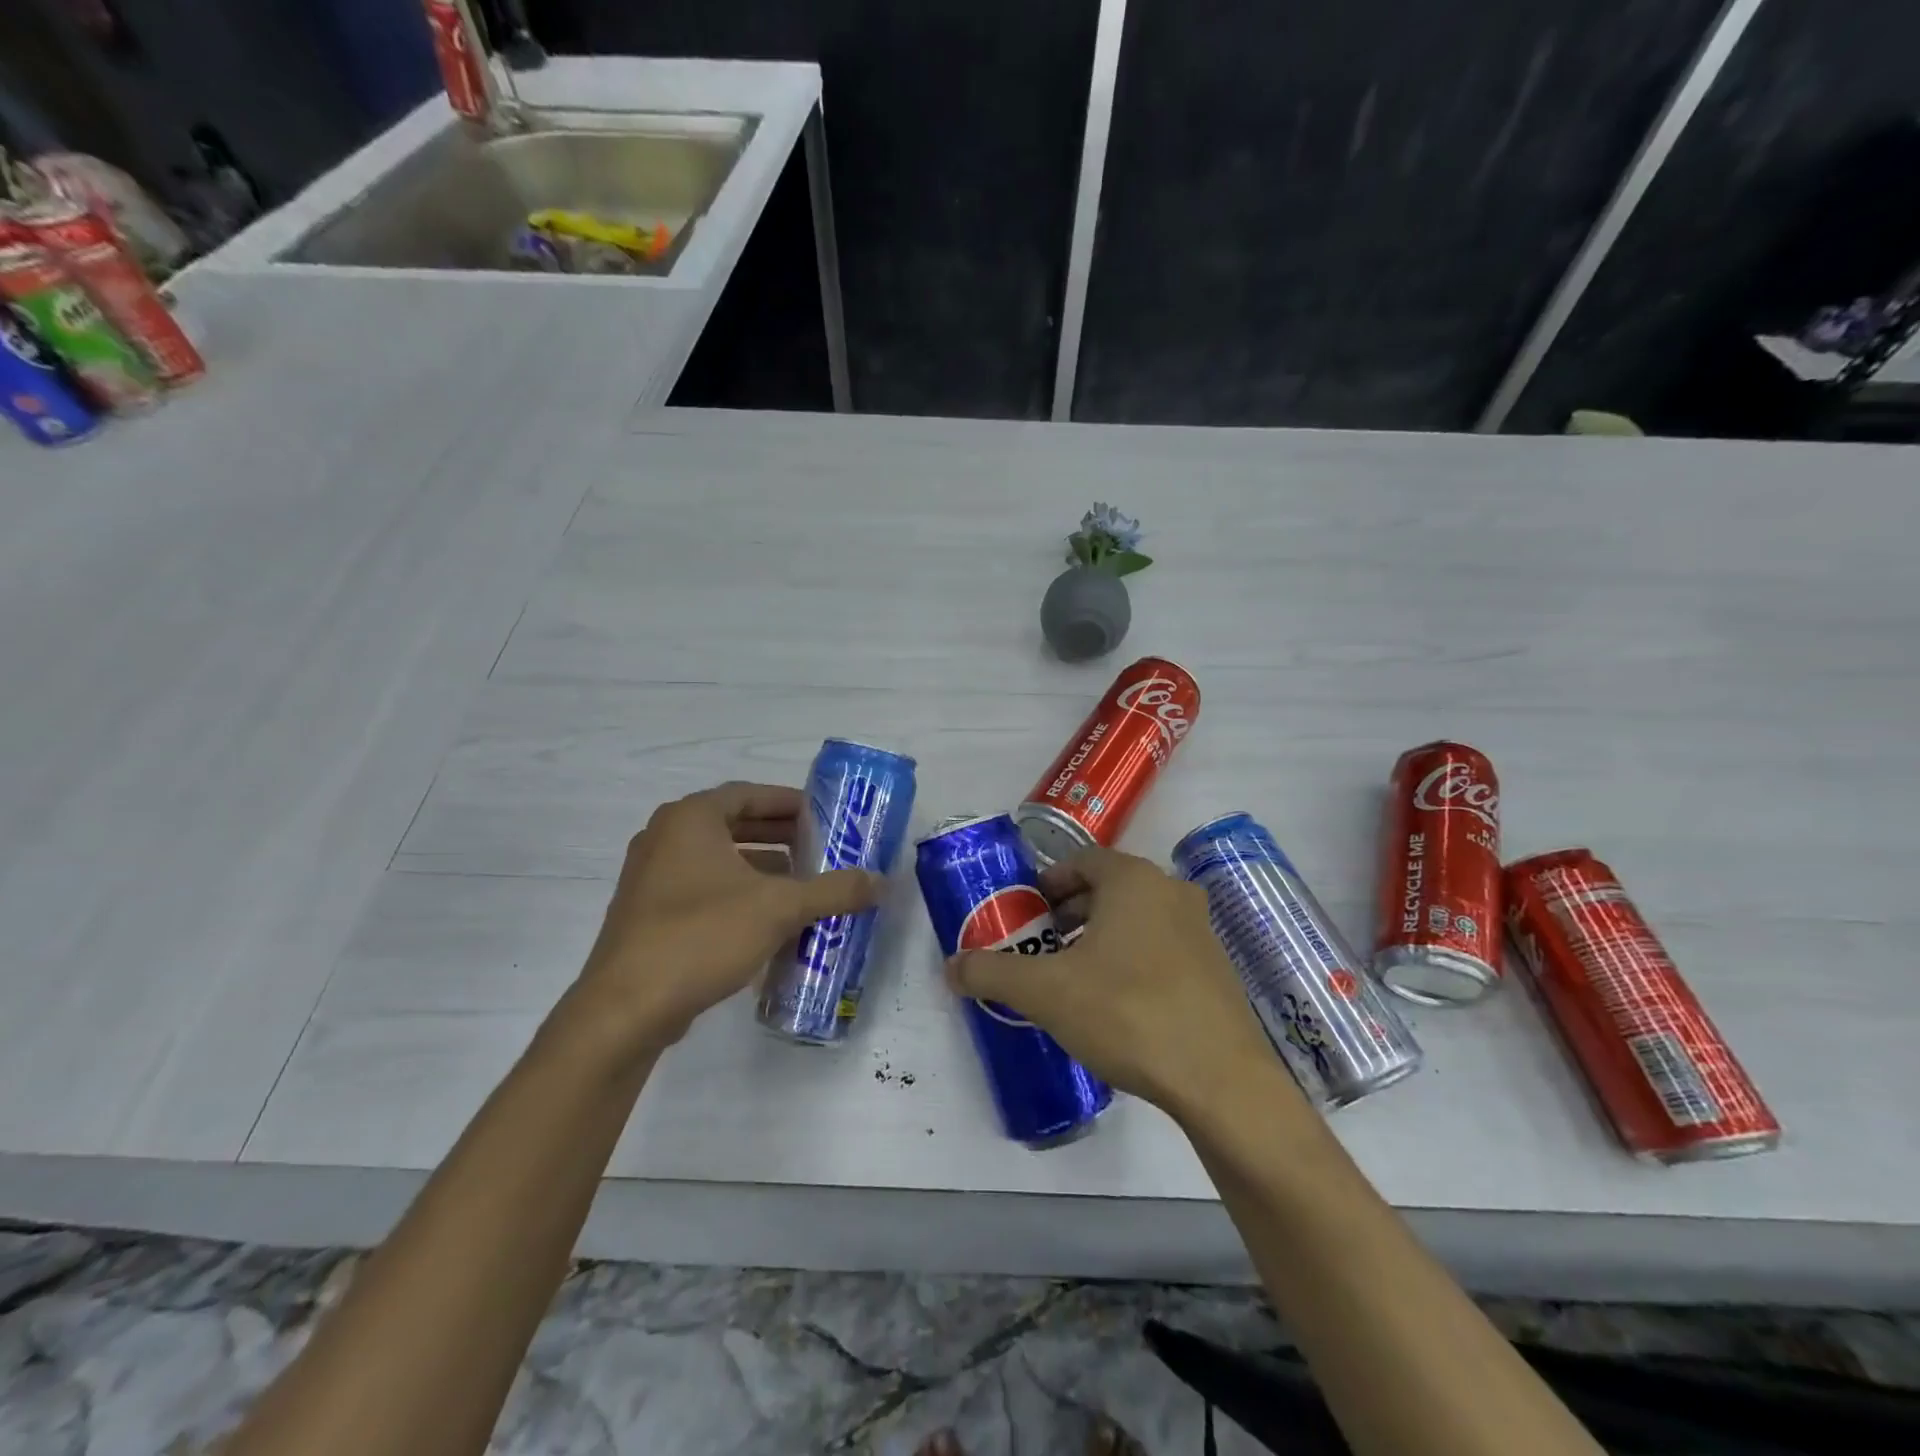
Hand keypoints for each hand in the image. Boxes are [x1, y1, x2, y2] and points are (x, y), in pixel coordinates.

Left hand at [572, 781, 879, 1054]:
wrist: (626, 1008)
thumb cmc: (702, 935)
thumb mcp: (779, 908)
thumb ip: (833, 890)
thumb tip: (880, 881)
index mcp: (690, 819)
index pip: (749, 794)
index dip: (790, 803)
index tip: (824, 816)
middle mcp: (665, 838)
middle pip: (734, 824)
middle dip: (779, 836)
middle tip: (820, 849)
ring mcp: (651, 877)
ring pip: (718, 859)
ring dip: (761, 868)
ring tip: (802, 885)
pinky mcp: (648, 914)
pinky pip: (702, 888)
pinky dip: (737, 893)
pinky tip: (768, 921)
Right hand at [945, 846, 1285, 1114]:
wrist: (1220, 1079)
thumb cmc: (1126, 1012)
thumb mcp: (1046, 992)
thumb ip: (993, 972)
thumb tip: (951, 966)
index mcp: (1133, 879)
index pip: (1081, 861)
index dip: (1047, 883)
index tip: (1026, 914)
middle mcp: (1171, 891)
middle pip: (1108, 889)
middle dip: (1070, 913)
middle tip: (1042, 947)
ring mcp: (1201, 930)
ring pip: (1137, 919)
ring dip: (1101, 937)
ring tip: (1074, 977)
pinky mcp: (1217, 969)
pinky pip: (1162, 948)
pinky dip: (1132, 960)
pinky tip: (1117, 1005)